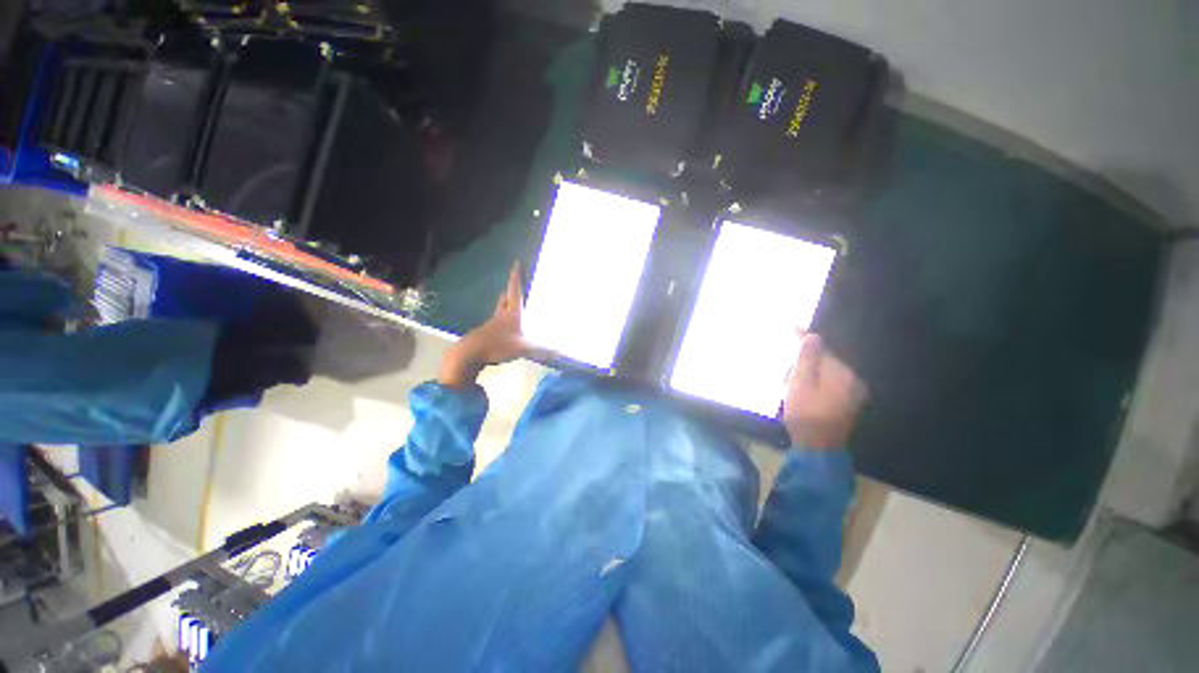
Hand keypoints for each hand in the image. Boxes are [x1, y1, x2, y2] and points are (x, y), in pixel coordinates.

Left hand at [438, 263, 534, 387]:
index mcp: (511, 313)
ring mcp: (492, 323)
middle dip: (510, 289)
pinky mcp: (486, 332)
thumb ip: (542, 351)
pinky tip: (506, 326)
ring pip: (500, 308)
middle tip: (516, 282)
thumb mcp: (523, 349)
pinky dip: (502, 318)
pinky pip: (497, 321)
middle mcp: (501, 314)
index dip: (516, 276)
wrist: (469, 354)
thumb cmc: (497, 346)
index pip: (514, 290)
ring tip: (512, 301)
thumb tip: (562, 354)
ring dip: (505, 302)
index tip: (517, 263)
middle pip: (505, 297)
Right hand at [782, 333, 867, 449]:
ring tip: (792, 387)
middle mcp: (852, 378)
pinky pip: (830, 383)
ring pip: (826, 372)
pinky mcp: (849, 402)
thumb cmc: (805, 414)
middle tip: (786, 374)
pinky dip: (816, 383)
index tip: (790, 325)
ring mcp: (853, 391)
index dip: (802, 338)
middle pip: (824, 360)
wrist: (819, 448)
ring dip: (809, 373)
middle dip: (804, 362)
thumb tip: (812, 336)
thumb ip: (806, 359)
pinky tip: (804, 393)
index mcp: (840, 372)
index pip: (819, 348)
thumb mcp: (799, 384)